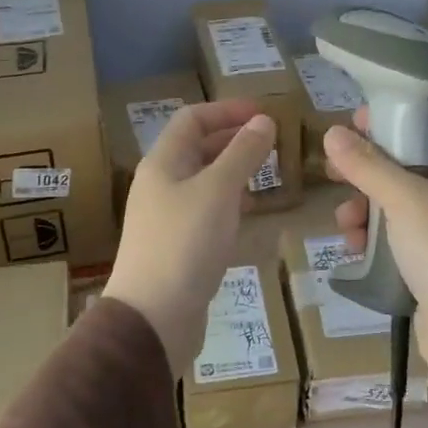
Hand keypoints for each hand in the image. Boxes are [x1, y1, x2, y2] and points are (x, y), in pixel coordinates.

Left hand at [104, 100, 279, 376]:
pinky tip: (251, 215)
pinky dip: (230, 204)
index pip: (193, 119)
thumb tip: (263, 120)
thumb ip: (242, 153)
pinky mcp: (177, 246)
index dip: (227, 110)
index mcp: (163, 163)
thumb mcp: (219, 191)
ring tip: (268, 175)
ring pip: (204, 181)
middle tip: (273, 144)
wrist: (153, 317)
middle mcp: (161, 184)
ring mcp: (167, 217)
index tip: (265, 114)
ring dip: (235, 172)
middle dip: (235, 140)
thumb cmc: (185, 243)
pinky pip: (206, 211)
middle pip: (198, 148)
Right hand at [323, 114, 427, 390]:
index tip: (354, 123)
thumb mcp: (403, 198)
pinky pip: (394, 241)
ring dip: (364, 211)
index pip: (426, 128)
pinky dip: (372, 241)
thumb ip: (366, 165)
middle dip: (366, 172)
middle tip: (334, 172)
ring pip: (393, 207)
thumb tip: (332, 133)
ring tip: (345, 224)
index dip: (391, 121)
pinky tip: (354, 249)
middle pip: (403, 168)